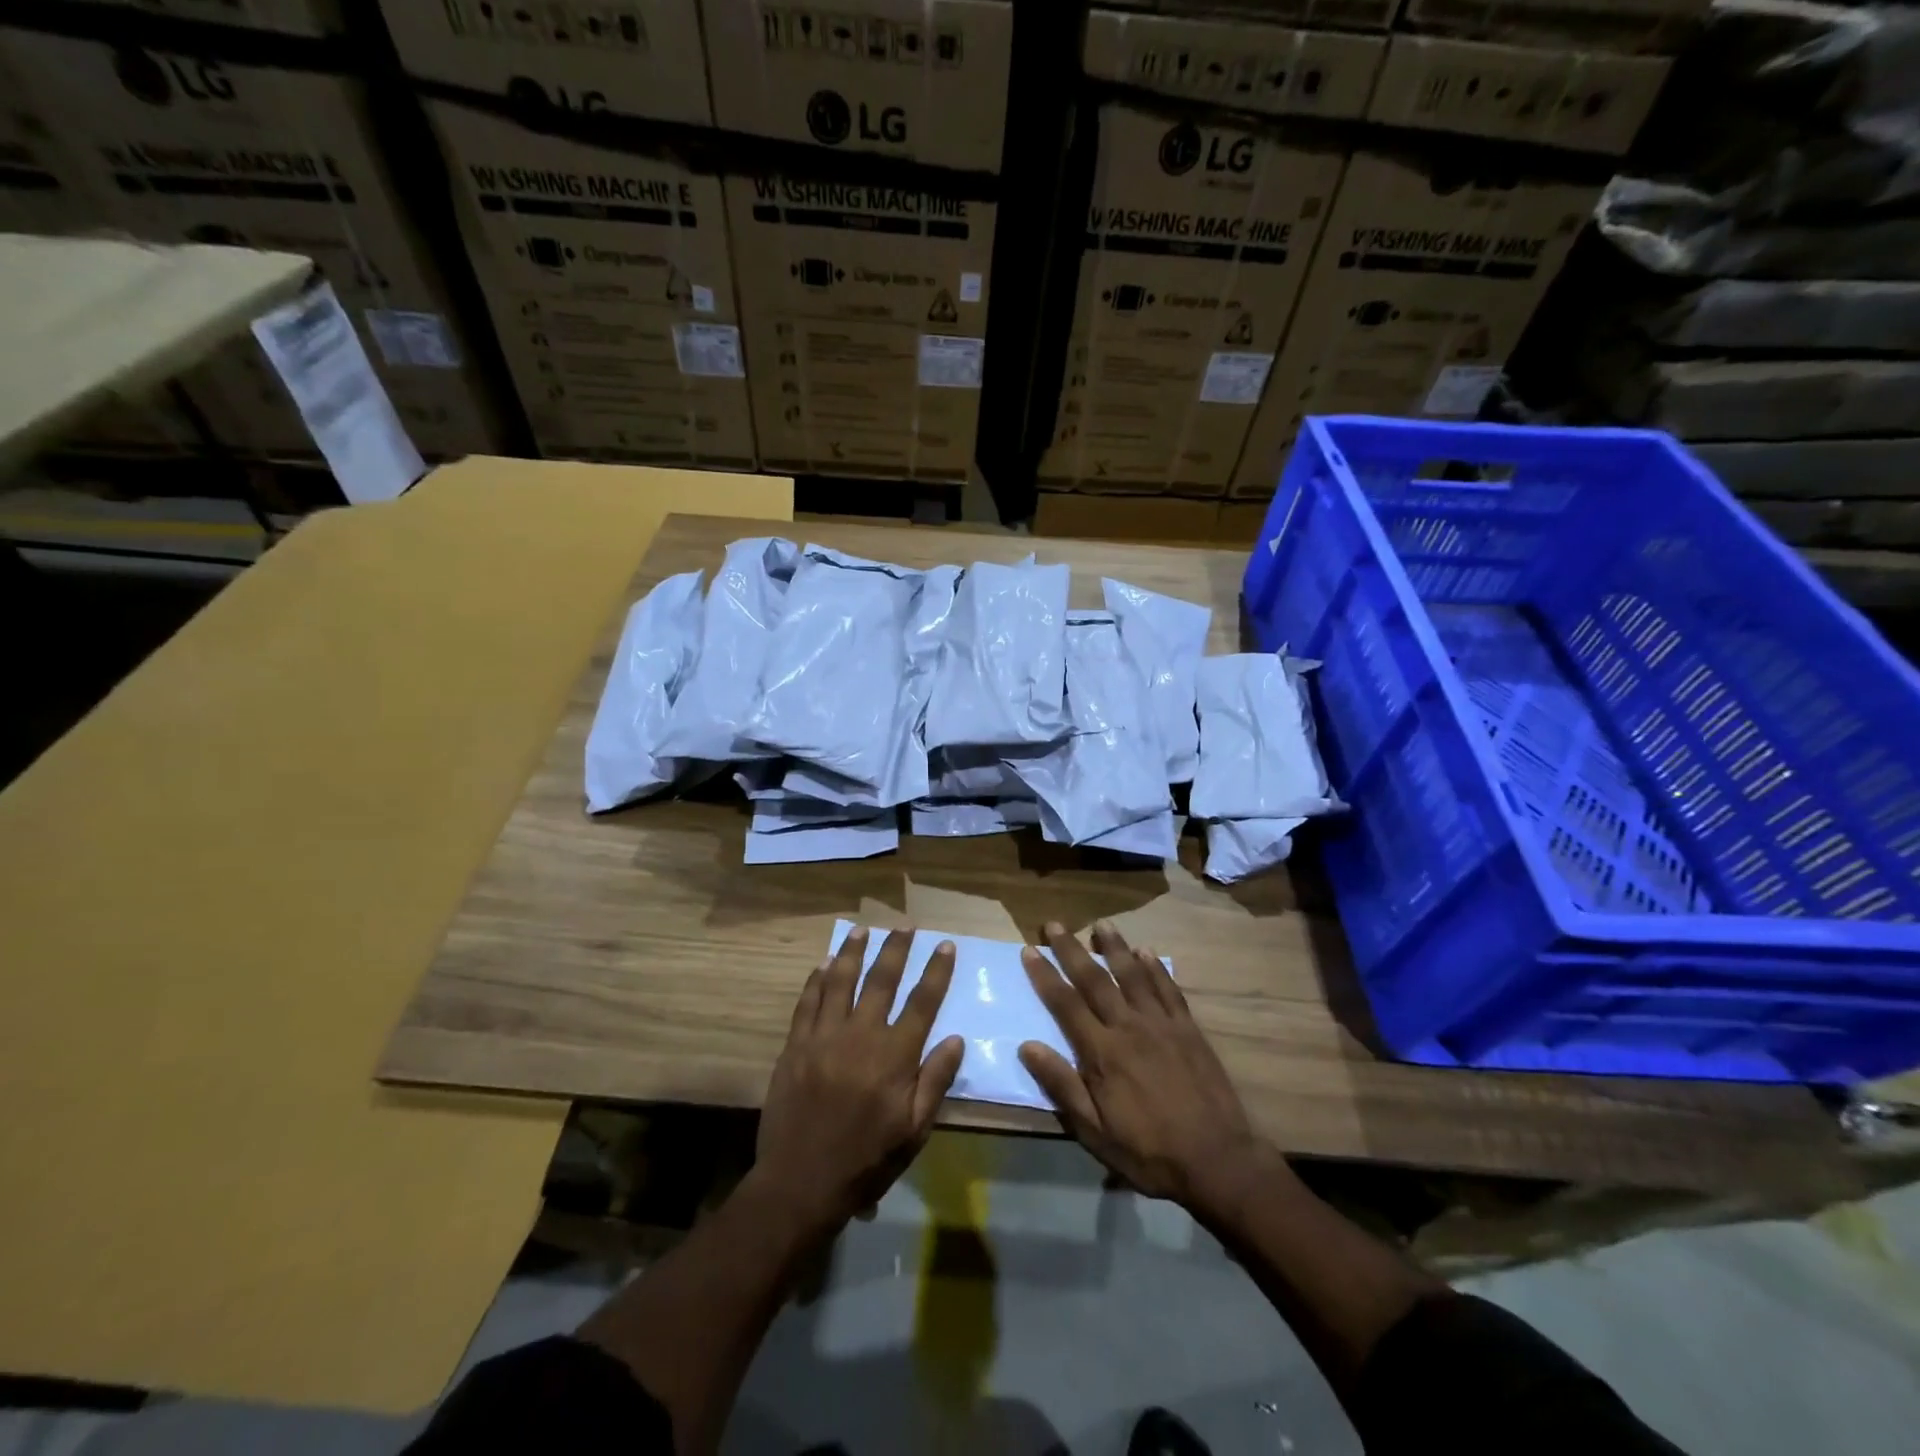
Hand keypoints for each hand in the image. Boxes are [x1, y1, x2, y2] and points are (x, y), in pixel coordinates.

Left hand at [754, 926, 964, 1235]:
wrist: (800, 1182)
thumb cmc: (866, 1161)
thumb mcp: (914, 1131)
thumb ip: (935, 1081)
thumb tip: (955, 1038)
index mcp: (894, 1056)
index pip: (922, 1002)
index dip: (936, 971)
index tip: (944, 945)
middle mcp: (861, 1035)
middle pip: (882, 980)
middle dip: (896, 949)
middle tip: (905, 925)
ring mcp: (824, 1037)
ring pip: (840, 981)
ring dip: (853, 952)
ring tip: (862, 929)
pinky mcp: (795, 1045)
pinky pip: (807, 1002)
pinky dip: (816, 980)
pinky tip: (823, 965)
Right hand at [1018, 921, 1265, 1212]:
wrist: (1217, 1159)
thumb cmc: (1148, 1151)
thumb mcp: (1095, 1131)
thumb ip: (1062, 1085)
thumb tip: (1026, 1046)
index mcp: (1102, 1051)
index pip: (1065, 1003)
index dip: (1045, 975)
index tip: (1029, 949)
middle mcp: (1129, 1026)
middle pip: (1094, 979)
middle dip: (1071, 950)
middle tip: (1055, 924)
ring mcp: (1161, 1024)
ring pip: (1132, 974)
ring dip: (1114, 947)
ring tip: (1101, 923)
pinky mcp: (1188, 1029)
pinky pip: (1168, 989)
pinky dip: (1155, 967)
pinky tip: (1146, 952)